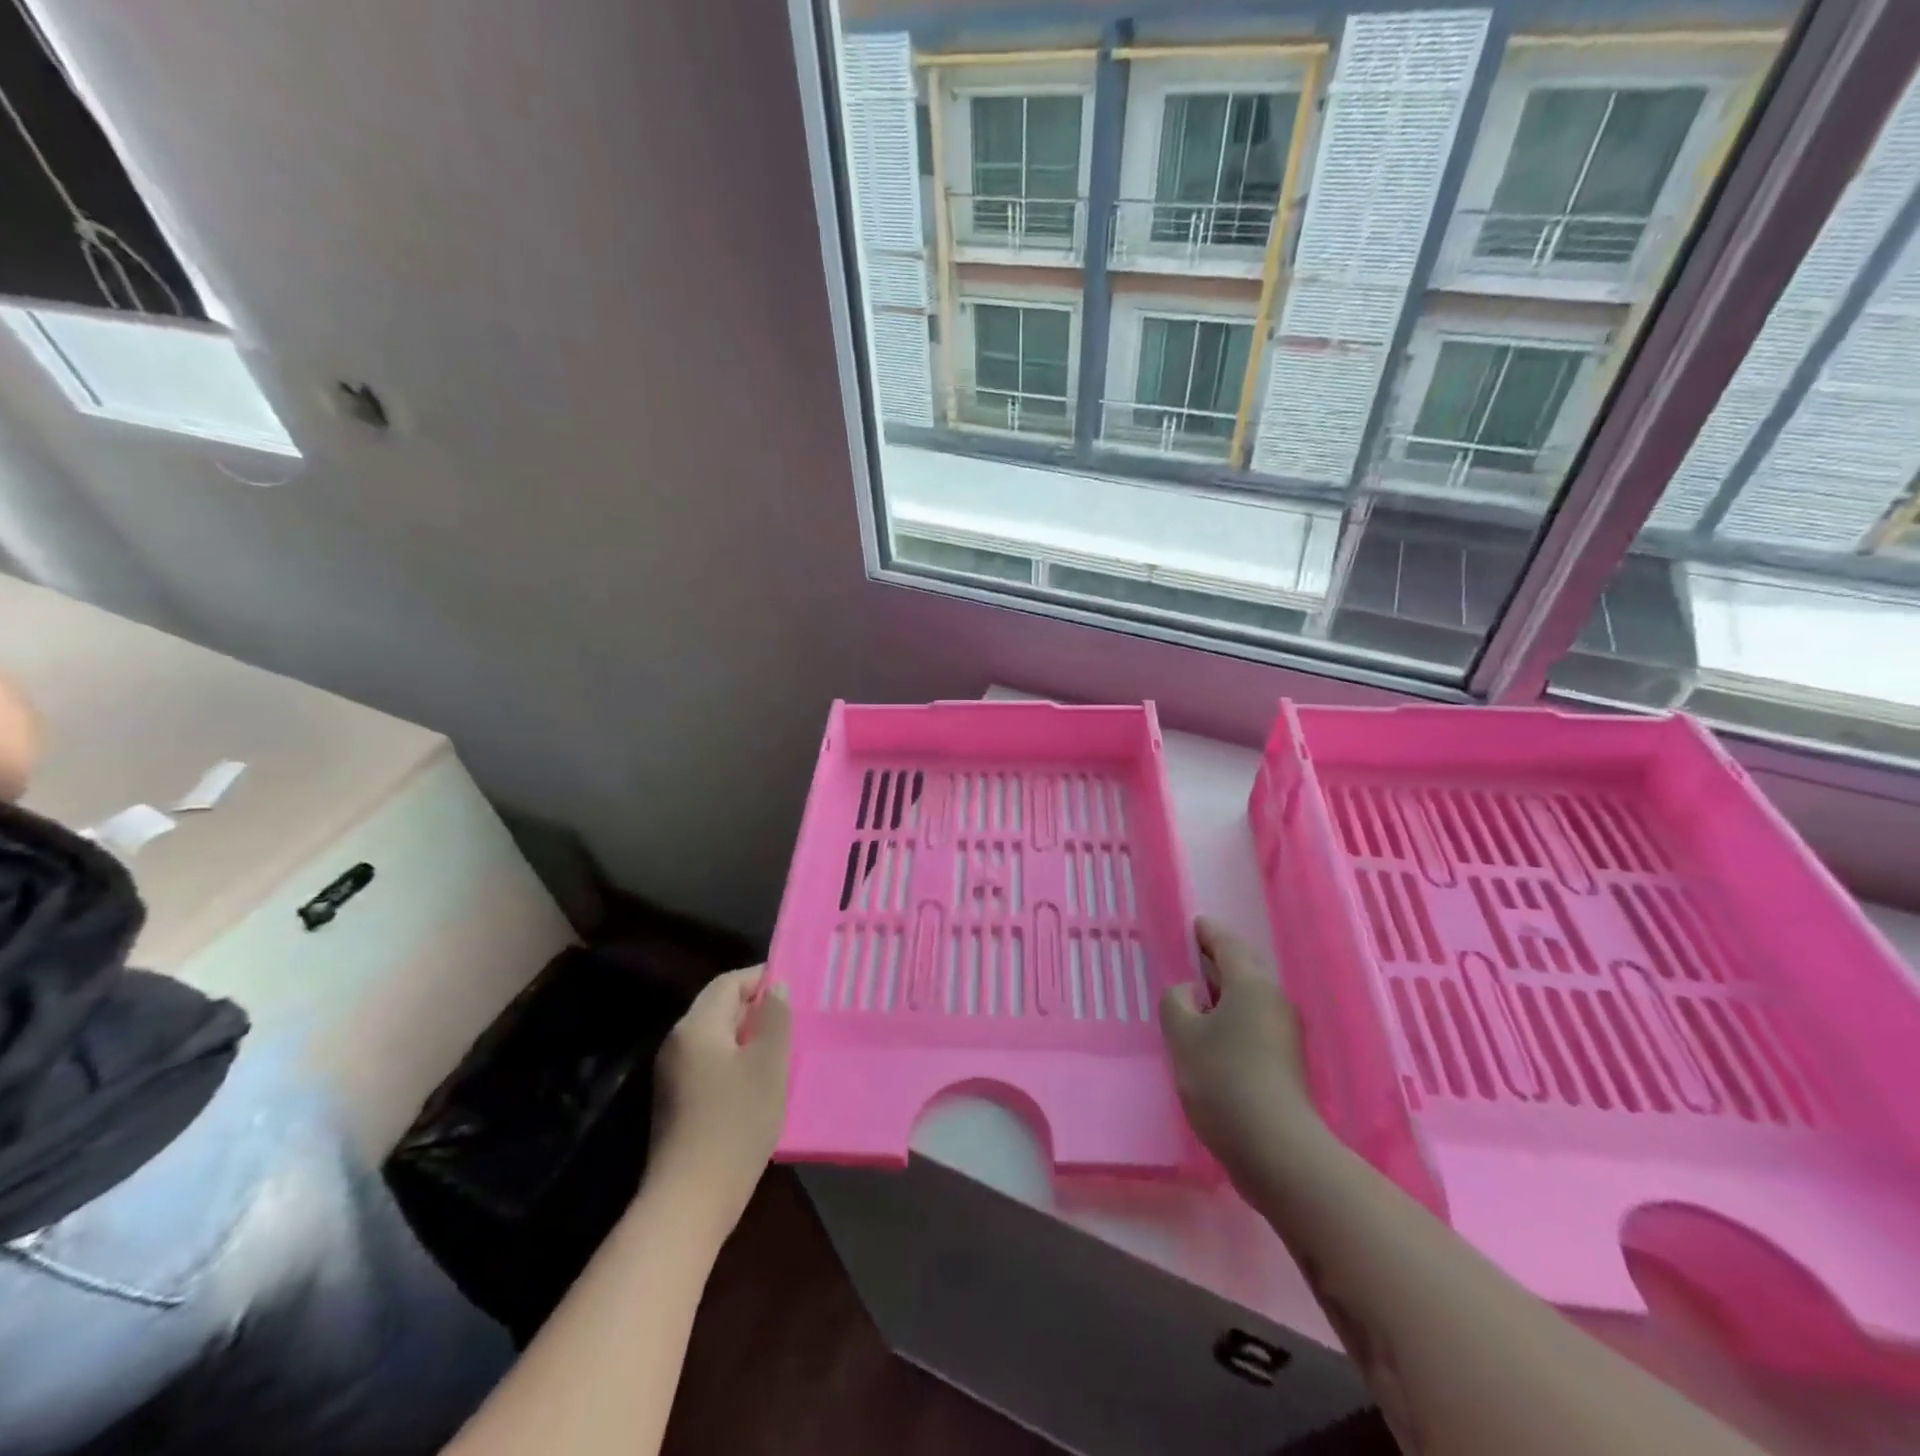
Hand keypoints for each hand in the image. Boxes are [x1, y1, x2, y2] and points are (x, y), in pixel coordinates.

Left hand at [650, 967, 791, 1230]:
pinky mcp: (676, 1102)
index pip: (729, 982)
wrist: (690, 1201)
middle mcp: (678, 1042)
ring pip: (716, 1037)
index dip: (761, 978)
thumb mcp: (768, 1064)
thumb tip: (775, 987)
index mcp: (696, 1026)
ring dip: (748, 1036)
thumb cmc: (736, 1123)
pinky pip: (710, 1062)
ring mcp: (672, 1074)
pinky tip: (760, 1081)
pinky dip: (736, 1060)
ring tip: (783, 1048)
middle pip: (719, 1007)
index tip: (794, 986)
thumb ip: (775, 1018)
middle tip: (794, 1018)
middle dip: (756, 1008)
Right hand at [1159, 917, 1330, 1194]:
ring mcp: (1284, 1034)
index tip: (1194, 924)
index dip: (1207, 933)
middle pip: (1243, 970)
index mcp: (1250, 985)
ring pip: (1249, 999)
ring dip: (1223, 994)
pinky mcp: (1285, 1063)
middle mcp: (1273, 1001)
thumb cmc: (1223, 1080)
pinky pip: (1253, 1024)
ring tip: (1193, 999)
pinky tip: (1211, 1036)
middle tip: (1188, 959)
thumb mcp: (1182, 1036)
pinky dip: (1231, 1019)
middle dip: (1216, 962)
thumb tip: (1187, 993)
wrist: (1276, 1149)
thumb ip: (1176, 1003)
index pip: (1227, 945)